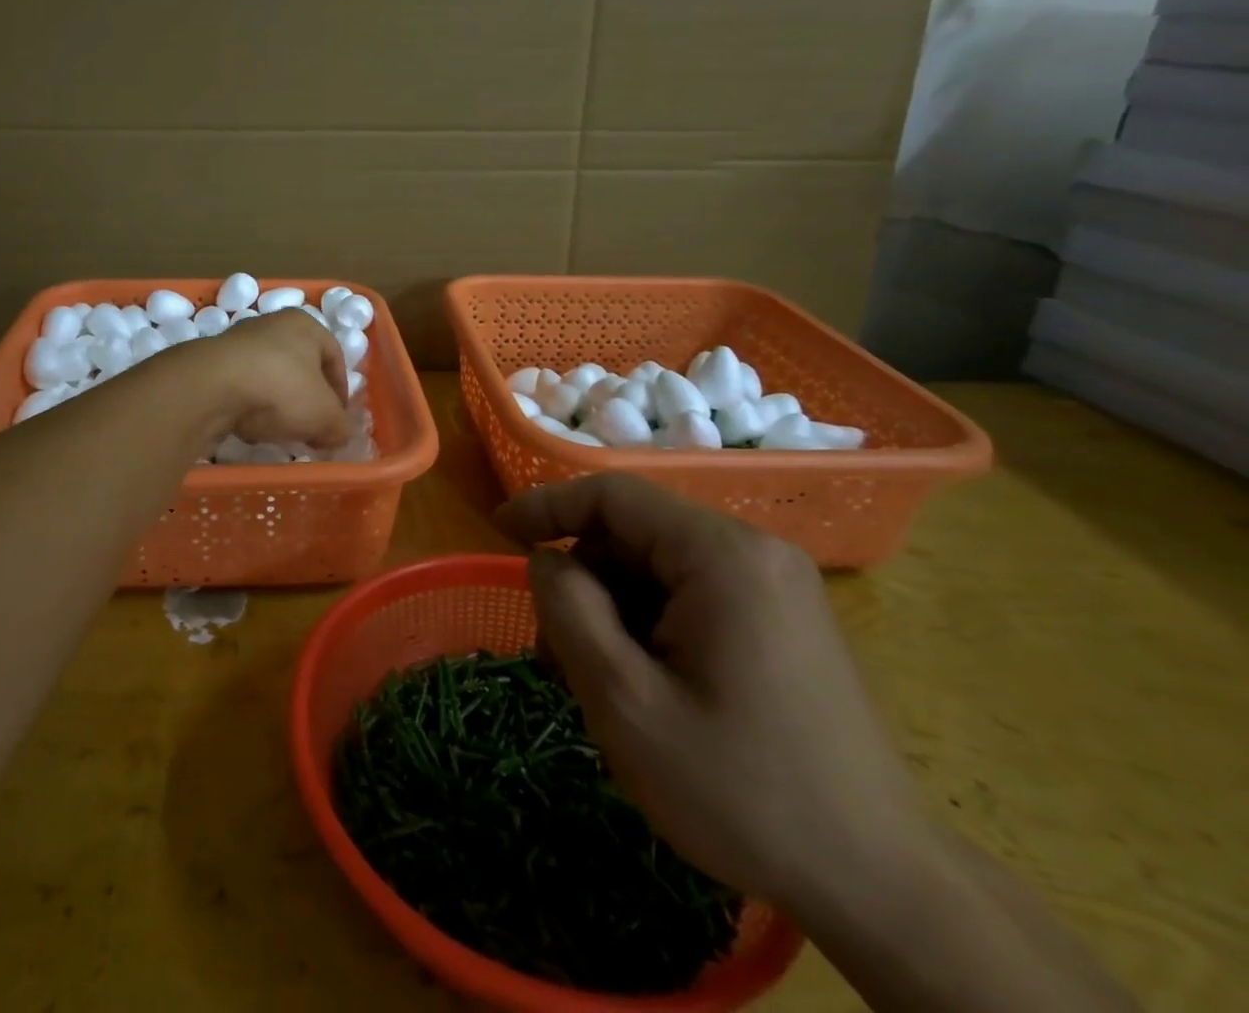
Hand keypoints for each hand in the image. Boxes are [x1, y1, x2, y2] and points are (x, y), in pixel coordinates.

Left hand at [183, 308, 350, 449]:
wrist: (211, 386)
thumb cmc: (281, 388)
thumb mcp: (324, 416)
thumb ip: (340, 427)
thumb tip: (341, 435)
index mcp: (306, 324)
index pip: (335, 357)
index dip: (341, 392)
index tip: (337, 422)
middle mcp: (272, 324)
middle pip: (300, 367)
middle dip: (306, 400)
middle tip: (310, 428)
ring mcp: (238, 341)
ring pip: (269, 377)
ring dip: (276, 405)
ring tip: (277, 431)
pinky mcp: (212, 362)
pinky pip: (241, 387)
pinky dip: (248, 406)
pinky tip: (248, 426)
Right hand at [496, 474, 932, 911]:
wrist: (881, 885)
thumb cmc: (742, 790)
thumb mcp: (626, 701)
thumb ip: (569, 608)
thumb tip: (548, 558)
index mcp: (722, 555)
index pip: (613, 494)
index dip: (547, 505)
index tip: (498, 534)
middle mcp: (754, 552)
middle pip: (634, 535)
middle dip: (583, 582)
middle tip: (556, 655)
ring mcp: (774, 586)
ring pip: (657, 568)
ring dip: (613, 611)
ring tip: (600, 684)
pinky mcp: (781, 620)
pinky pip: (691, 596)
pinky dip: (650, 626)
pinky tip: (645, 687)